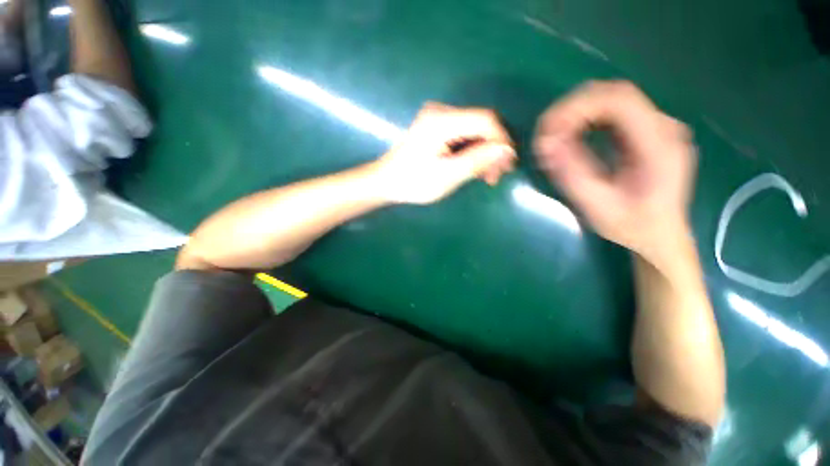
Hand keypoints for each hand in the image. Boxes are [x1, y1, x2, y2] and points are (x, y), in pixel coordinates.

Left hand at [370, 102, 515, 204]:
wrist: (386, 182)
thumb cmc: (413, 182)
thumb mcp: (447, 175)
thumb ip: (477, 160)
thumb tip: (507, 149)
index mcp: (442, 120)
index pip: (485, 120)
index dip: (502, 140)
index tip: (508, 164)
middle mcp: (441, 112)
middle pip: (481, 125)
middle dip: (493, 150)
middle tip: (498, 175)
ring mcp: (438, 119)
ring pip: (474, 132)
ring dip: (484, 154)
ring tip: (488, 177)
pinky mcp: (437, 129)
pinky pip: (464, 136)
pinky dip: (472, 152)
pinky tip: (476, 169)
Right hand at [534, 81, 695, 267]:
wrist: (661, 236)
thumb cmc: (633, 228)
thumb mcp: (598, 207)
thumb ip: (573, 174)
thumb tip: (544, 145)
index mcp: (659, 146)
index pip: (620, 101)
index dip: (578, 107)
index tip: (548, 131)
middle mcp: (663, 127)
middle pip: (613, 94)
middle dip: (571, 109)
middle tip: (544, 134)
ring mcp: (656, 127)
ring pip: (610, 99)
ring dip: (575, 113)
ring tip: (552, 137)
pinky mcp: (644, 132)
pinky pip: (611, 113)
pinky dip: (584, 120)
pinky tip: (569, 136)